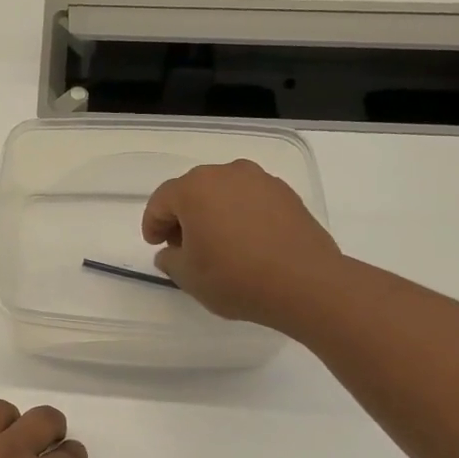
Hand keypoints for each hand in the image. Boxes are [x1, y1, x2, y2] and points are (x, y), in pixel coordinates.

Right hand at [142, 159, 344, 331]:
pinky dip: (240, 215)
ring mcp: (261, 181)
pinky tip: (245, 242)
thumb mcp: (187, 276)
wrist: (305, 283)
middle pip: (193, 190)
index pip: (161, 200)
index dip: (152, 224)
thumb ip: (170, 259)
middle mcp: (227, 174)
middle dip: (182, 215)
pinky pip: (250, 200)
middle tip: (181, 245)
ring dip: (213, 212)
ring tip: (216, 243)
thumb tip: (172, 252)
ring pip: (224, 192)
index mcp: (195, 189)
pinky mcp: (287, 194)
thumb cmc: (235, 277)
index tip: (155, 245)